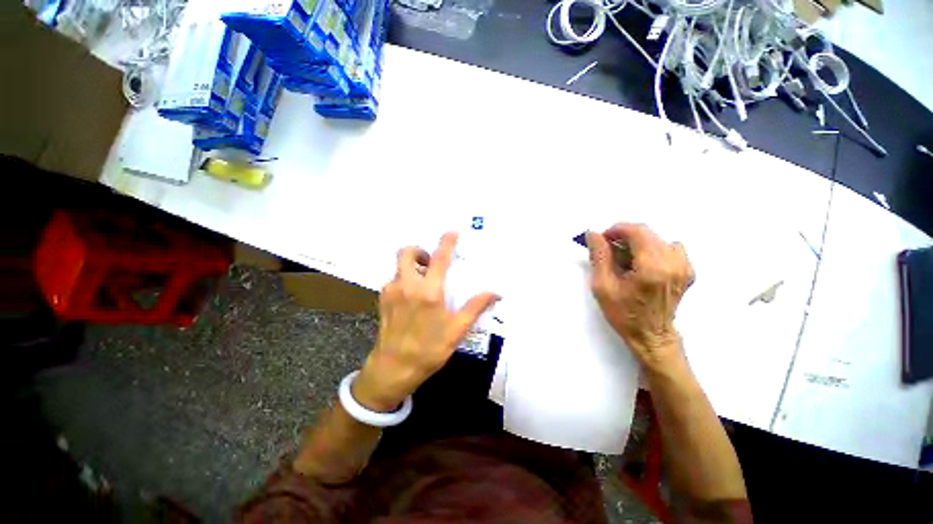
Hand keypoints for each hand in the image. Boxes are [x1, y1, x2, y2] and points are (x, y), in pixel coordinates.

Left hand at [353, 233, 498, 411]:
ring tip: (423, 282)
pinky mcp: (382, 299)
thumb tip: (495, 293)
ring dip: (411, 267)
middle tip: (430, 262)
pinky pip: (393, 280)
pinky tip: (411, 297)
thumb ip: (475, 307)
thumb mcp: (457, 329)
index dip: (446, 242)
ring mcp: (391, 291)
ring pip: (399, 266)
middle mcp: (407, 285)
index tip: (451, 232)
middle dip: (419, 251)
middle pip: (406, 252)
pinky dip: (403, 280)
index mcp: (429, 291)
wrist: (393, 368)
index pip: (439, 258)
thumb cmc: (429, 349)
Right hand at [586, 223, 694, 370]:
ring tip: (626, 261)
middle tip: (609, 252)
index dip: (616, 230)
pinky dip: (653, 250)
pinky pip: (670, 248)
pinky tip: (643, 265)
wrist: (651, 336)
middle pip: (647, 233)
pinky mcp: (688, 271)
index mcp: (652, 267)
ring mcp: (684, 267)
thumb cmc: (624, 314)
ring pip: (657, 240)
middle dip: (624, 237)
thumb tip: (593, 234)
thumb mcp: (603, 286)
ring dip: (638, 244)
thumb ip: (599, 256)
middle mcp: (673, 263)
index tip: (602, 239)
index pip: (637, 231)